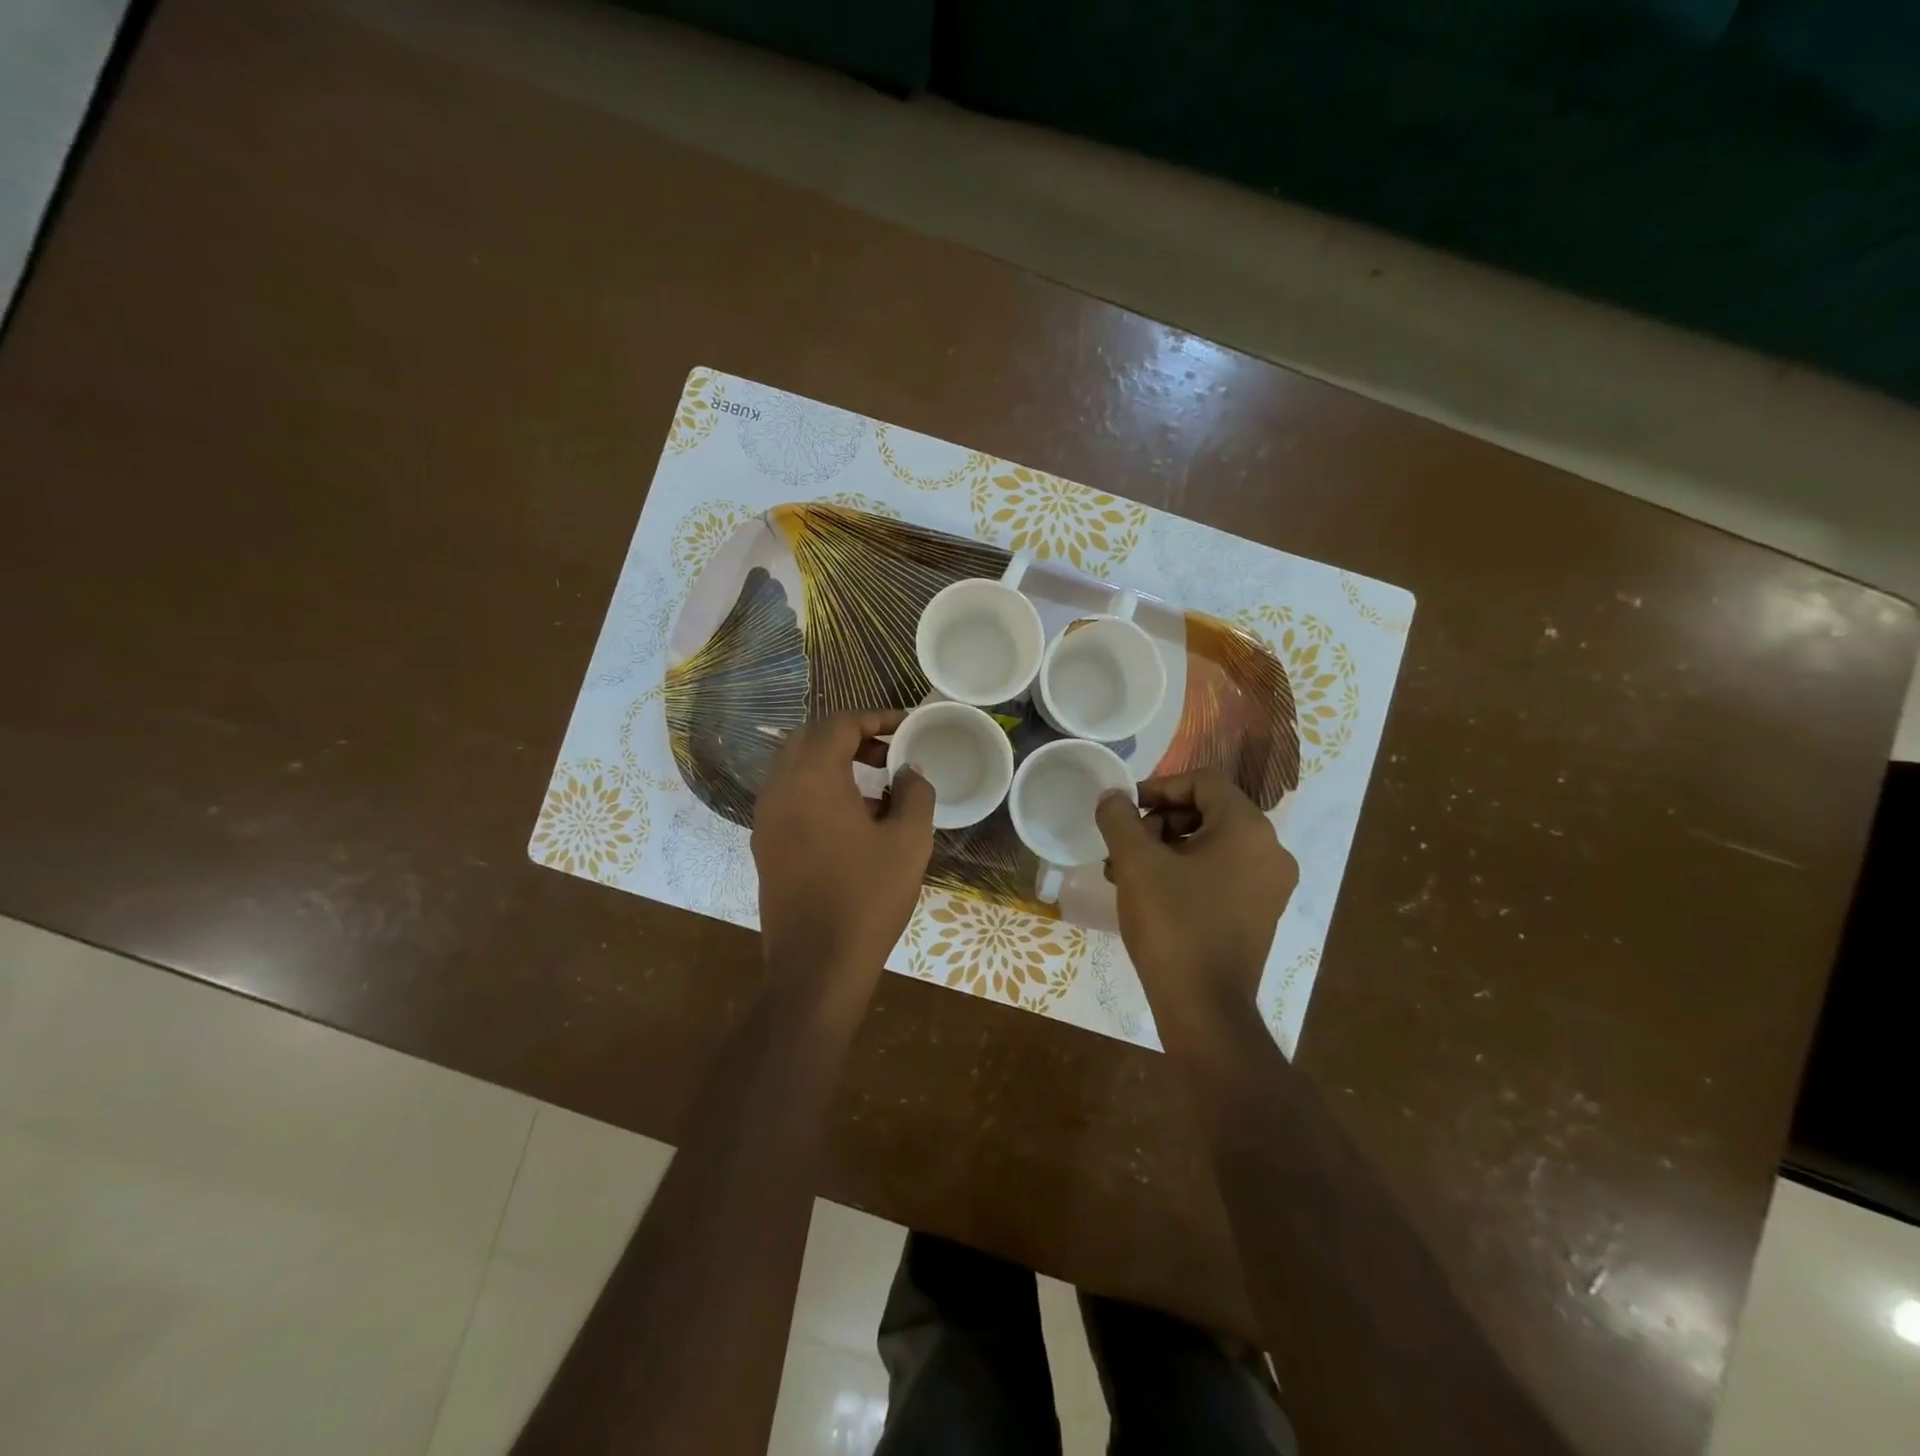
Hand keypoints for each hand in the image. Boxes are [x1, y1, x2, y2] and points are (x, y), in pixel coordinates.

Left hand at [752, 710, 934, 1014]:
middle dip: (851, 736)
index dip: (876, 718)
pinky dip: (817, 787)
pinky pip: (789, 795)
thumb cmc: (867, 897)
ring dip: (832, 761)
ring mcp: (766, 817)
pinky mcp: (764, 843)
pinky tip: (851, 817)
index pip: (840, 724)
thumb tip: (909, 771)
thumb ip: (915, 793)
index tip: (906, 727)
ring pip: (795, 766)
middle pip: (811, 738)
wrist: (816, 964)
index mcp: (812, 777)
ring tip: (874, 784)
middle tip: (889, 752)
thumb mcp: (909, 842)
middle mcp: (779, 787)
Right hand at [1095, 769, 1297, 1038]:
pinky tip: (1149, 892)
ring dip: (1166, 848)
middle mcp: (1270, 850)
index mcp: (1248, 829)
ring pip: (1212, 844)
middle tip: (1124, 844)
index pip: (1203, 781)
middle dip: (1159, 822)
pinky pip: (1221, 873)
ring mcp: (1270, 885)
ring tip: (1126, 871)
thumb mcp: (1136, 863)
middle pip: (1208, 811)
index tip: (1126, 808)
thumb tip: (1112, 797)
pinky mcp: (1261, 912)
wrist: (1204, 1007)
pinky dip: (1185, 871)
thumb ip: (1120, 819)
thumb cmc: (1172, 924)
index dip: (1159, 786)